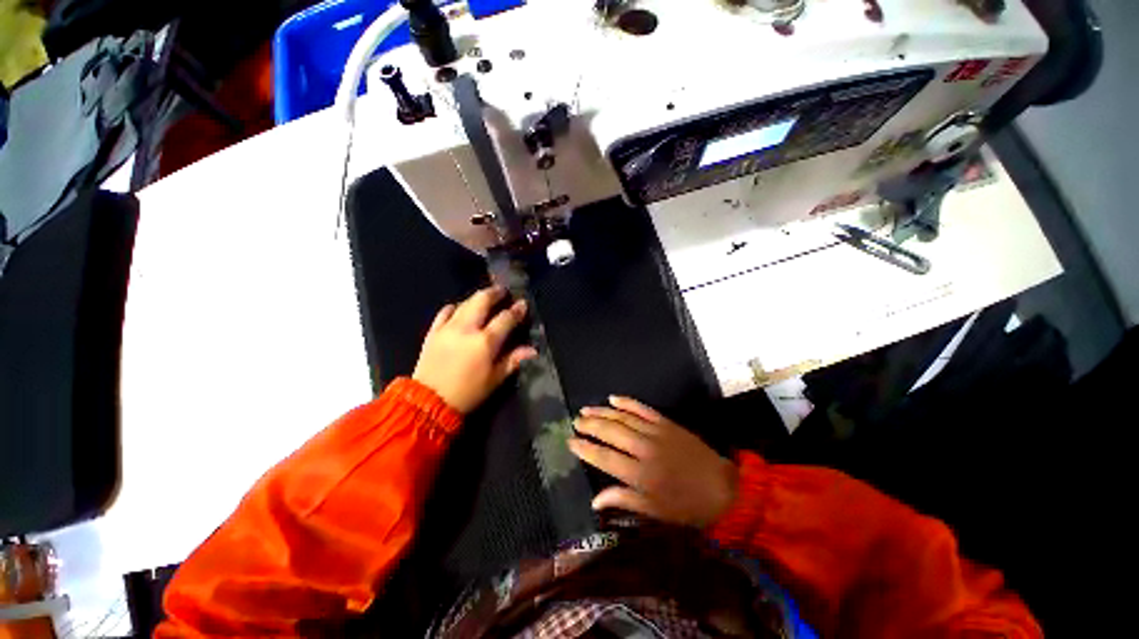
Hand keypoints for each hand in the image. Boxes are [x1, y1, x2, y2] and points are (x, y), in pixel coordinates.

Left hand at [413, 286, 537, 413]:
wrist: (428, 402)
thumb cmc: (468, 393)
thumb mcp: (494, 379)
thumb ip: (513, 360)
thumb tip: (532, 350)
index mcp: (485, 342)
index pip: (505, 318)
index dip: (516, 310)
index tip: (523, 304)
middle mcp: (466, 329)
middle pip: (482, 300)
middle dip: (494, 293)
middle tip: (502, 291)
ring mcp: (447, 328)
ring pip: (464, 303)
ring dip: (477, 298)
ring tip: (485, 298)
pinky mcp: (433, 332)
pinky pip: (444, 312)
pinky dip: (455, 308)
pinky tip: (459, 309)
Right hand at [568, 396, 737, 527]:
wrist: (722, 488)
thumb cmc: (686, 505)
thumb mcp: (654, 511)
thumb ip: (623, 500)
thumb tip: (595, 500)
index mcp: (640, 474)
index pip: (604, 457)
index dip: (585, 448)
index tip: (570, 441)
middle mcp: (644, 449)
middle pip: (610, 432)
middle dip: (590, 425)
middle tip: (575, 421)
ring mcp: (656, 432)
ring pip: (623, 417)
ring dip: (602, 411)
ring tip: (586, 409)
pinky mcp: (666, 422)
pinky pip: (642, 408)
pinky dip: (627, 402)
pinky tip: (613, 398)